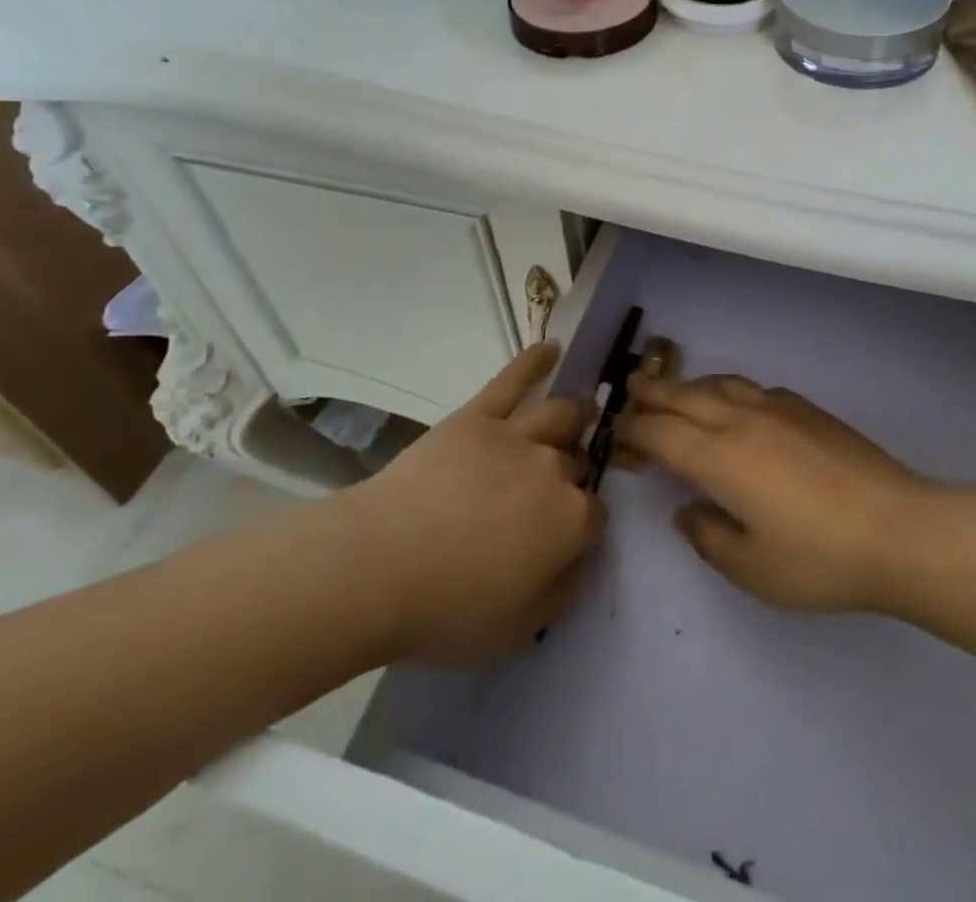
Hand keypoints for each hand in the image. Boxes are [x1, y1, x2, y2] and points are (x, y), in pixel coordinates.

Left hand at [349, 344, 605, 663]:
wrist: (379, 565)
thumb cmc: (448, 609)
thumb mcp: (520, 628)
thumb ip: (563, 589)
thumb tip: (581, 558)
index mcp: (570, 520)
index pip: (596, 514)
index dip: (584, 526)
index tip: (566, 539)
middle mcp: (554, 468)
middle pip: (577, 462)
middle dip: (575, 471)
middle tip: (559, 485)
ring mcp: (516, 435)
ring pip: (561, 414)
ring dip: (577, 412)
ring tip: (583, 410)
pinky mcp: (478, 416)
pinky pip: (512, 380)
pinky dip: (534, 362)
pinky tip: (552, 347)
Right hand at [619, 376, 924, 613]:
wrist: (899, 529)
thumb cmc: (820, 559)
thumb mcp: (754, 569)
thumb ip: (709, 538)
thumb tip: (686, 511)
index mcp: (720, 459)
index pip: (662, 434)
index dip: (635, 431)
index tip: (618, 433)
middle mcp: (742, 421)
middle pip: (685, 396)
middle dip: (653, 394)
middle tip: (631, 393)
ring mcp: (777, 408)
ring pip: (721, 383)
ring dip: (690, 386)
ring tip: (677, 394)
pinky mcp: (807, 409)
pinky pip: (754, 388)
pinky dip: (729, 390)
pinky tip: (736, 405)